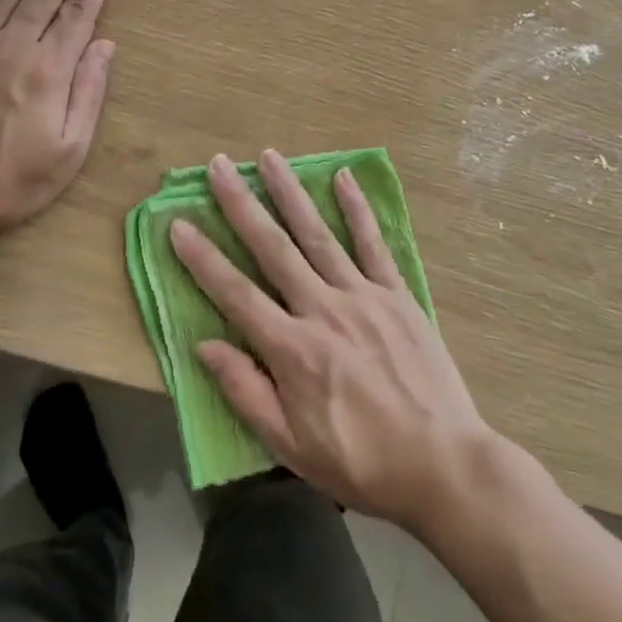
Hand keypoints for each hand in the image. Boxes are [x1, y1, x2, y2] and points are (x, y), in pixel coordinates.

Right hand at [170, 150, 492, 534]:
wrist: (443, 465)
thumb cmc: (360, 462)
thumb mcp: (291, 446)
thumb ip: (246, 391)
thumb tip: (204, 344)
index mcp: (293, 349)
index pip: (235, 294)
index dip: (203, 259)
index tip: (178, 224)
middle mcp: (323, 310)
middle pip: (273, 248)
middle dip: (241, 205)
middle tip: (219, 167)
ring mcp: (363, 296)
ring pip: (317, 234)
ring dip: (290, 193)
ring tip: (269, 157)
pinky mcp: (397, 294)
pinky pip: (372, 244)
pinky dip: (356, 209)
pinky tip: (342, 178)